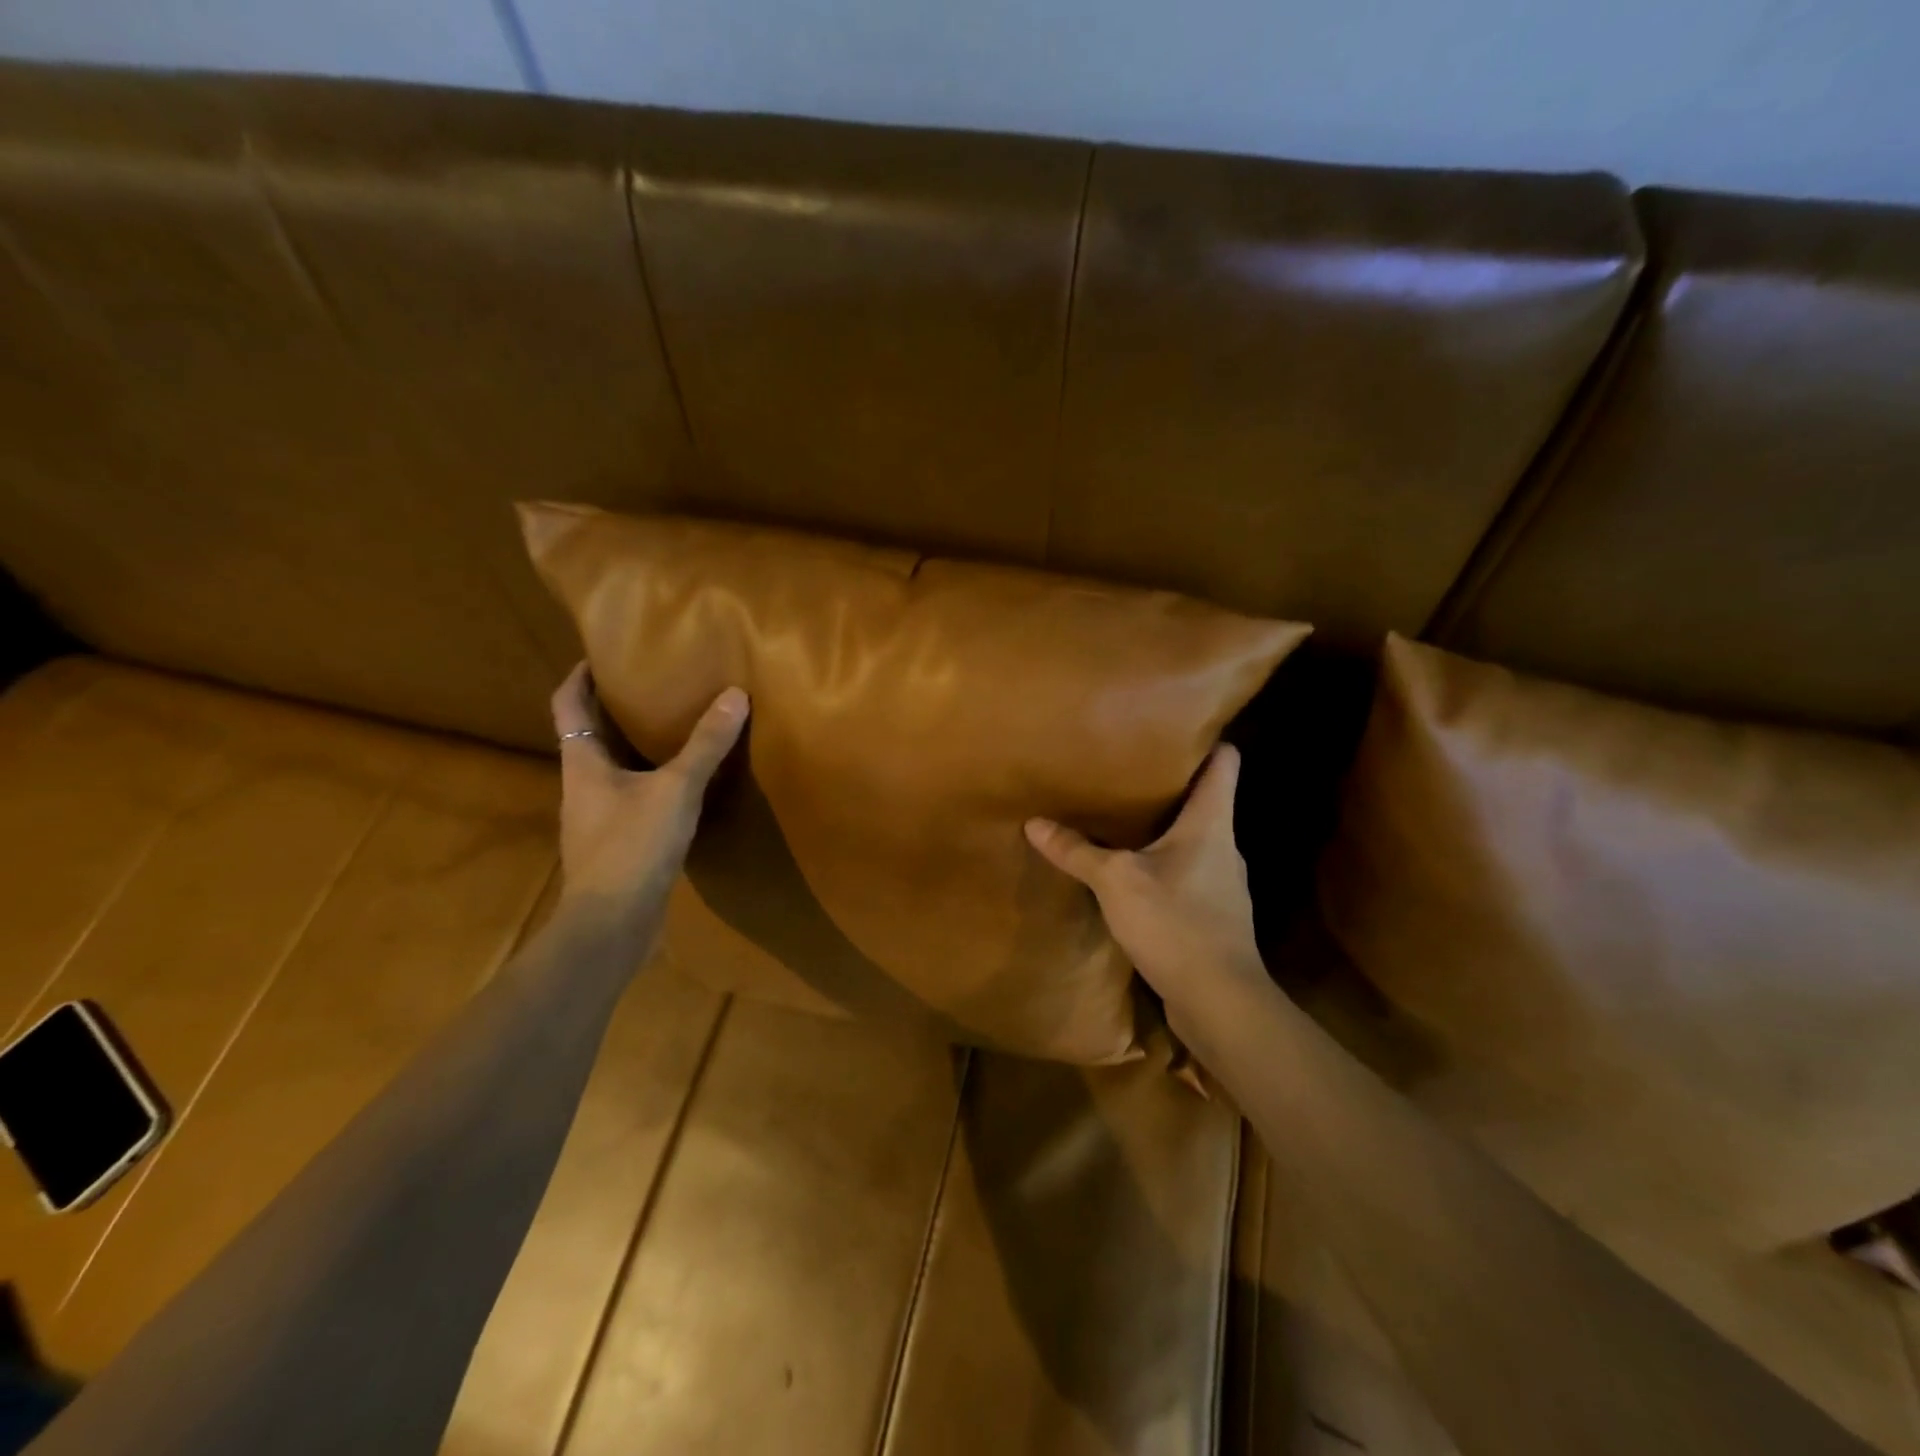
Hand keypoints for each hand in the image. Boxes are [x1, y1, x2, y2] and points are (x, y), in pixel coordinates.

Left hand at [551, 662, 748, 934]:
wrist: (612, 924)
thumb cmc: (632, 846)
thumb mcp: (676, 789)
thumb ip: (705, 745)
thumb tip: (735, 696)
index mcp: (582, 763)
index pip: (567, 704)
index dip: (579, 676)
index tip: (602, 655)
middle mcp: (582, 785)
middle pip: (589, 734)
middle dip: (614, 708)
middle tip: (652, 685)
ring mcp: (597, 818)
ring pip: (612, 768)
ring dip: (634, 746)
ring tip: (673, 728)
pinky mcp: (616, 844)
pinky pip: (631, 797)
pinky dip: (651, 780)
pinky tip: (682, 784)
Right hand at [1025, 744, 1269, 1040]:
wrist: (1220, 1001)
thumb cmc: (1176, 923)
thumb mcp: (1116, 882)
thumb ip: (1077, 851)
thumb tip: (1034, 823)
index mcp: (1211, 823)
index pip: (1225, 763)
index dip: (1207, 740)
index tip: (1178, 727)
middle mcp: (1225, 846)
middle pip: (1207, 800)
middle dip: (1172, 785)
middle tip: (1129, 770)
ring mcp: (1223, 882)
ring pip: (1195, 839)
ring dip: (1165, 829)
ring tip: (1125, 819)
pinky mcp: (1214, 914)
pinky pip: (1187, 874)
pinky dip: (1164, 865)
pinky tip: (1134, 874)